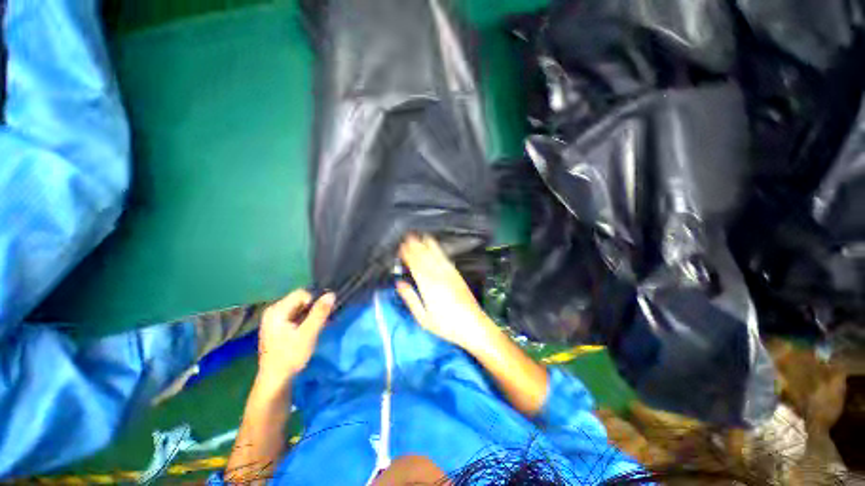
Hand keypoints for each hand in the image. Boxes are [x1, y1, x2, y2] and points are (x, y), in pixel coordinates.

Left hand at [257, 290, 334, 389]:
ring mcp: (274, 319)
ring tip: (316, 327)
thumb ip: (320, 312)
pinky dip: (304, 320)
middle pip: (300, 300)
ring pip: (299, 308)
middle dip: (313, 308)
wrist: (275, 379)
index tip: (320, 316)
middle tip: (320, 322)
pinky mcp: (277, 326)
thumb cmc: (290, 355)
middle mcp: (273, 310)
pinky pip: (295, 315)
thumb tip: (332, 294)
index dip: (315, 302)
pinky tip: (309, 330)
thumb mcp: (308, 333)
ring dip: (310, 314)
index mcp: (277, 310)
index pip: (302, 293)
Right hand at [397, 234, 494, 353]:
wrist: (473, 325)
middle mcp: (439, 276)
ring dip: (427, 245)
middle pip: (425, 258)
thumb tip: (400, 283)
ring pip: (436, 256)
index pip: (415, 266)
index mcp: (428, 286)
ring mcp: (450, 274)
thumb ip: (410, 298)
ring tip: (421, 236)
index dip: (408, 255)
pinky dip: (439, 251)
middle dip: (416, 246)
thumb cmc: (446, 325)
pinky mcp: (457, 275)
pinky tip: (437, 248)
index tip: (402, 247)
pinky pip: (446, 259)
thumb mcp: (423, 318)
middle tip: (409, 236)